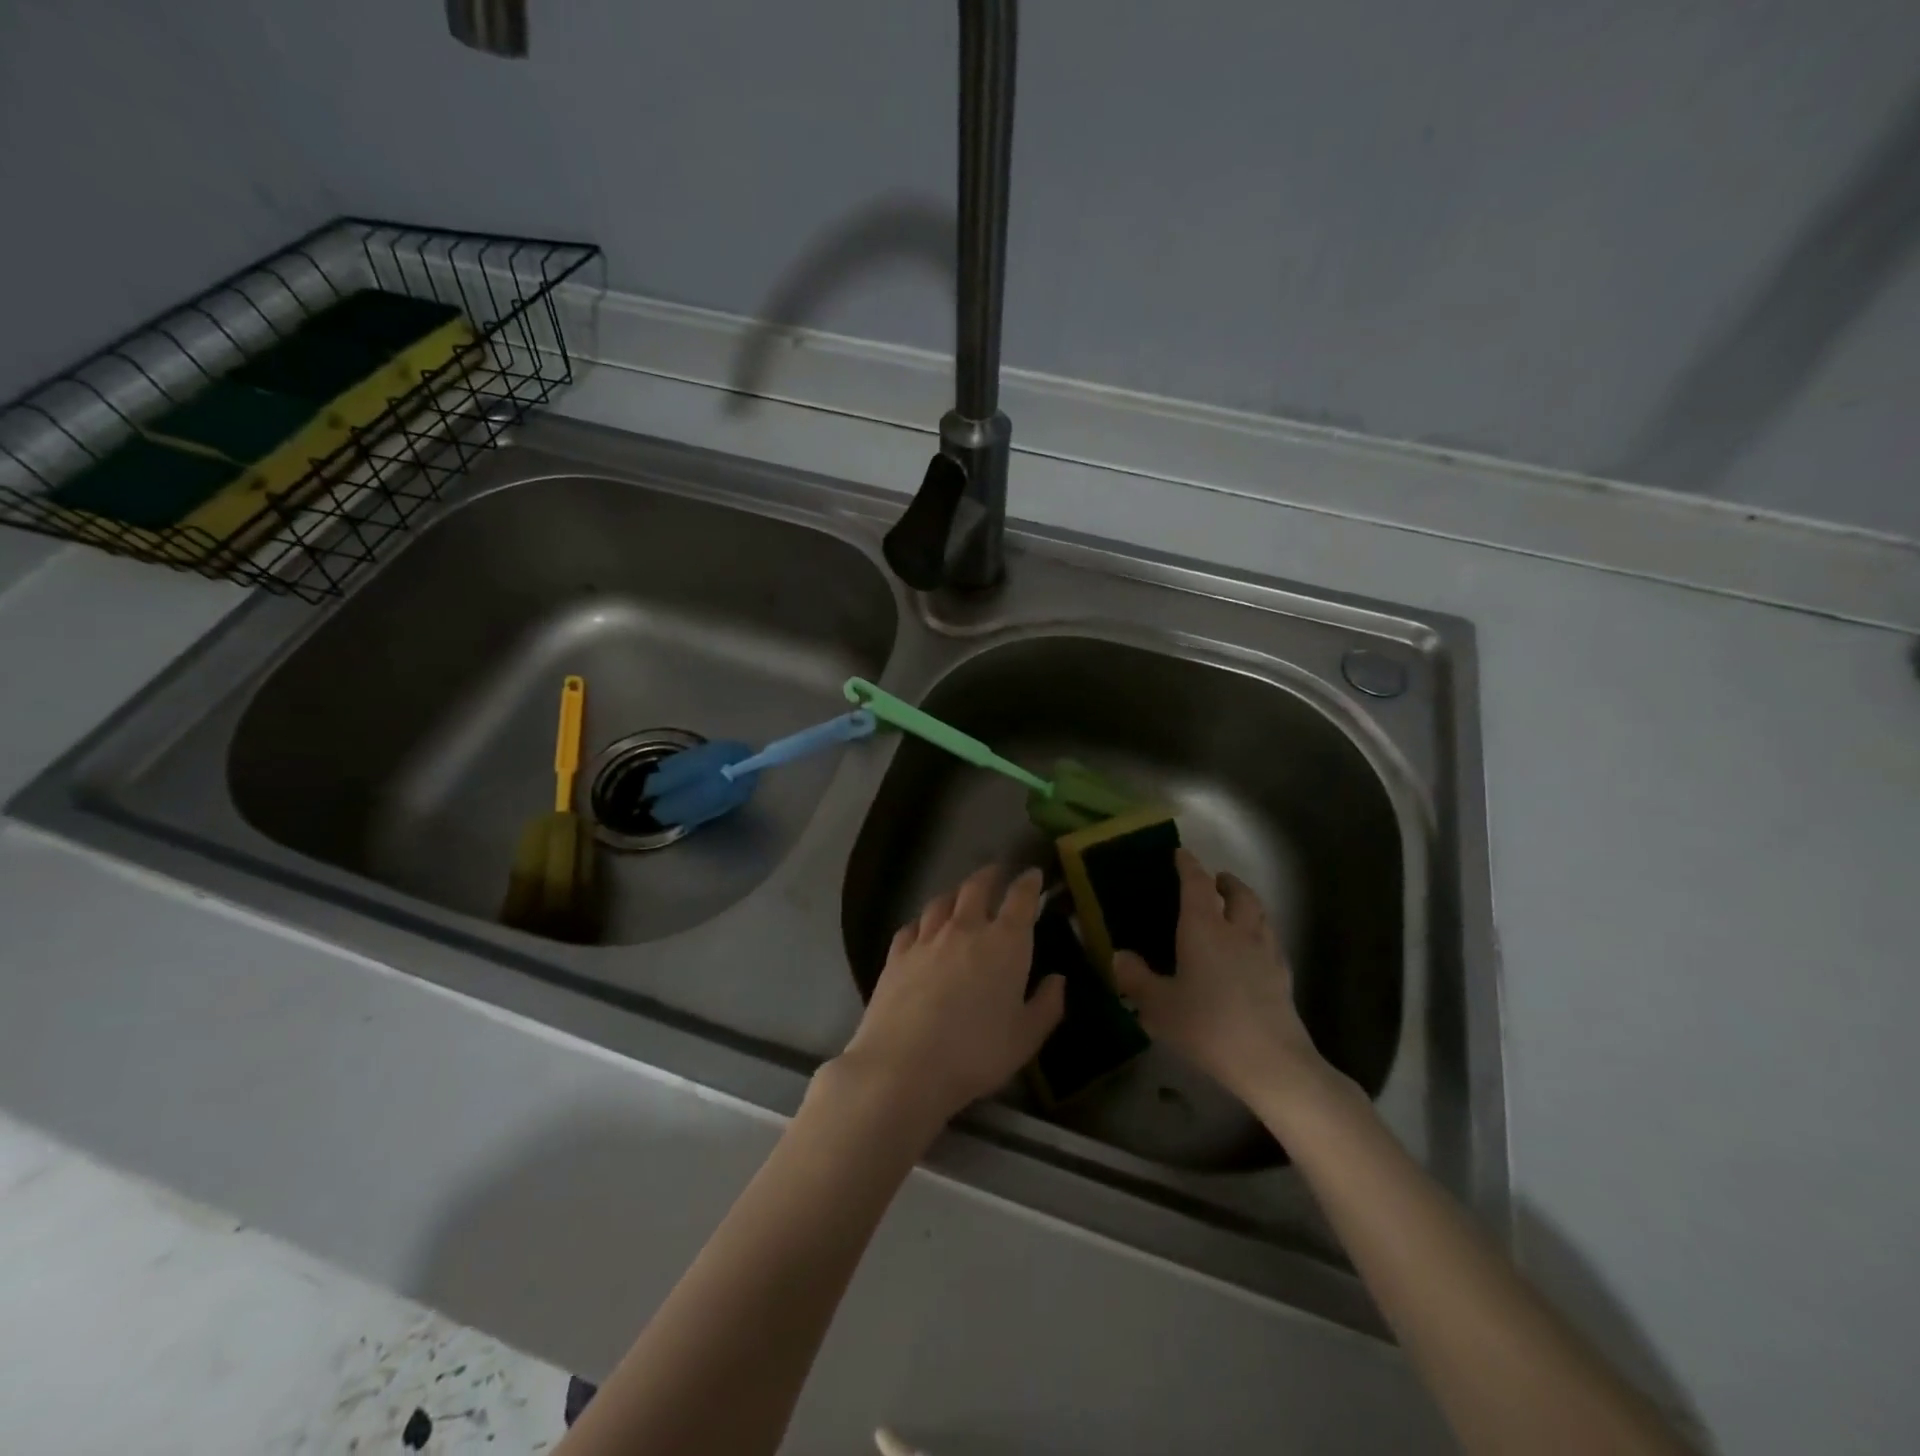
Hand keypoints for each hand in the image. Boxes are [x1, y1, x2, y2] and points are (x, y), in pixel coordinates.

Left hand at [835, 865, 1065, 1129]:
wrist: (905, 1065)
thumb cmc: (976, 1053)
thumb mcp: (1026, 1038)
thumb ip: (1047, 1005)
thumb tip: (1058, 979)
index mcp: (1005, 943)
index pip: (1020, 899)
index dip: (1029, 883)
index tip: (1033, 874)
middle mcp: (965, 928)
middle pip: (976, 887)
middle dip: (990, 875)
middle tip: (997, 873)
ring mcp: (927, 938)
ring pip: (942, 901)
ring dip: (955, 893)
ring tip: (960, 895)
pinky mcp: (896, 954)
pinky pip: (912, 926)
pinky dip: (923, 921)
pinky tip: (922, 929)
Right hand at [1112, 848, 1330, 1104]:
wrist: (1271, 1062)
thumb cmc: (1208, 1026)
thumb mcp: (1158, 1006)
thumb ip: (1136, 979)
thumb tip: (1120, 956)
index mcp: (1204, 929)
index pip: (1197, 884)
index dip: (1189, 865)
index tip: (1181, 854)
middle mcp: (1238, 931)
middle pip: (1239, 894)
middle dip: (1226, 881)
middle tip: (1215, 880)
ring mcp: (1266, 953)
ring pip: (1260, 915)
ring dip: (1247, 903)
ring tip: (1235, 909)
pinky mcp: (1283, 978)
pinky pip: (1271, 942)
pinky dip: (1260, 934)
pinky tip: (1253, 952)